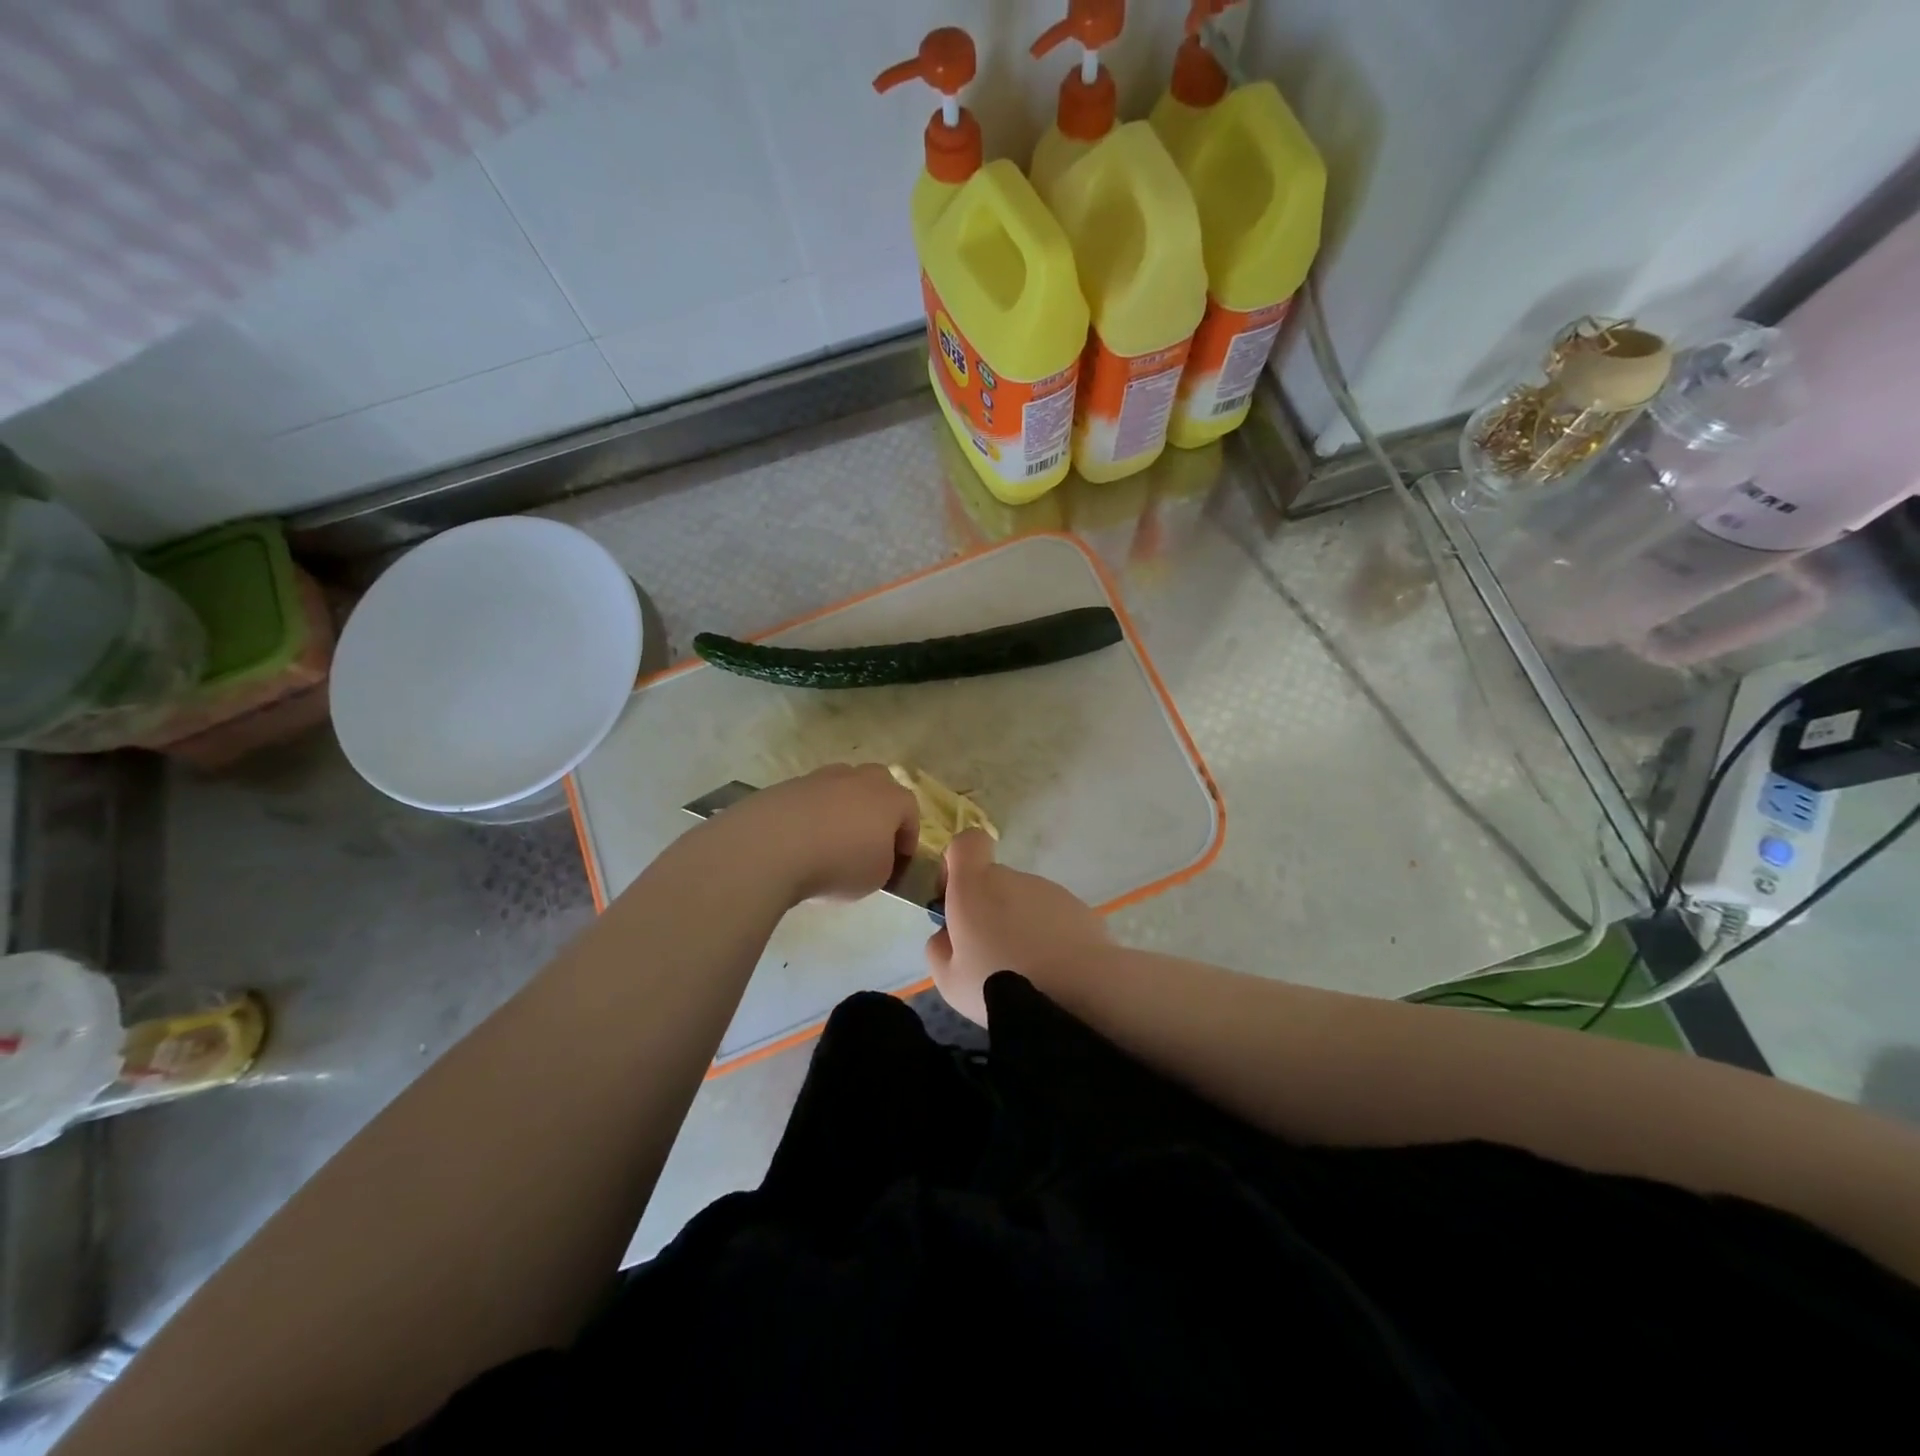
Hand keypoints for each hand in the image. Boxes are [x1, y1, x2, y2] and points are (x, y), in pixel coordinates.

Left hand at [696, 764, 919, 906]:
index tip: (900, 862)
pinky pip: (810, 798)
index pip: (910, 811)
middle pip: (878, 785)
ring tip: (831, 841)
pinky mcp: (789, 785)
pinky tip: (801, 840)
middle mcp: (859, 779)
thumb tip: (874, 854)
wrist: (772, 846)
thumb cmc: (838, 863)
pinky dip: (811, 814)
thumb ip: (884, 862)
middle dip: (878, 810)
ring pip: (842, 787)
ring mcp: (821, 777)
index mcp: (890, 798)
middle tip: (870, 840)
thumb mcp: (876, 877)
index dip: (908, 838)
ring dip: (843, 809)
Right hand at [925, 829, 1109, 1024]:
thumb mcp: (948, 980)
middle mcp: (1012, 878)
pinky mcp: (1080, 909)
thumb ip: (939, 948)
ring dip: (1020, 926)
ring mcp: (1050, 891)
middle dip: (988, 909)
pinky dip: (1049, 937)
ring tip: (1026, 971)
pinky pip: (1053, 918)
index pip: (967, 843)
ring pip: (1024, 902)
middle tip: (989, 955)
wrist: (1080, 995)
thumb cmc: (1000, 984)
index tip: (954, 897)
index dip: (957, 862)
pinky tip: (1054, 972)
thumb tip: (947, 935)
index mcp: (975, 886)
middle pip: (994, 881)